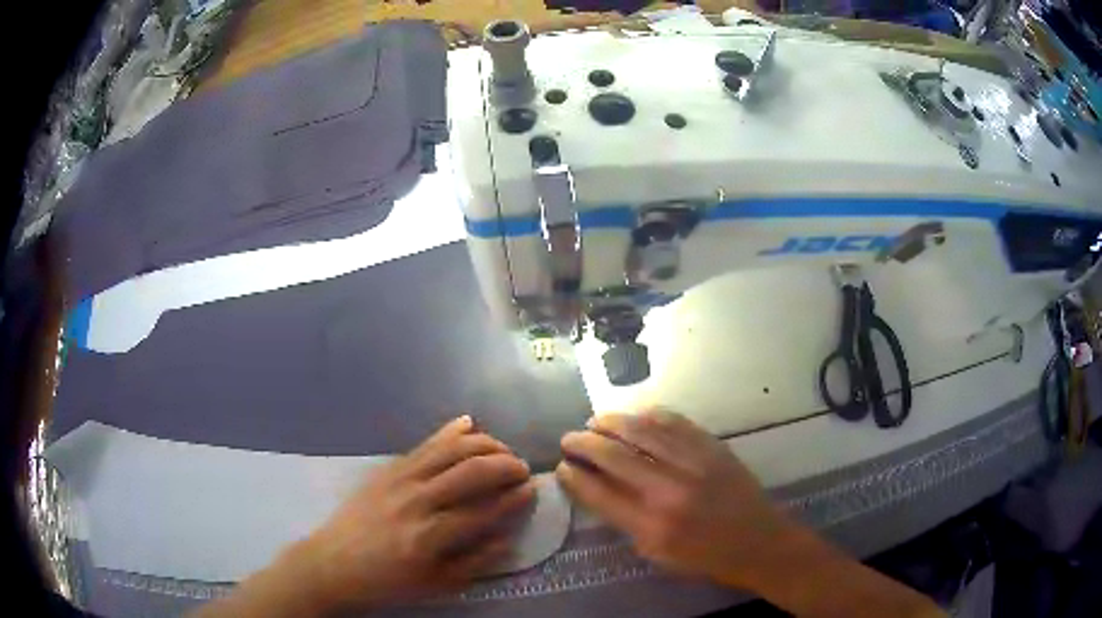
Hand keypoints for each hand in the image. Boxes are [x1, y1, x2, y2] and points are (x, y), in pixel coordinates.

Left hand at [299, 416, 534, 610]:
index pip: (485, 509)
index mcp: (431, 536)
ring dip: (484, 444)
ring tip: (503, 450)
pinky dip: (449, 432)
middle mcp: (417, 501)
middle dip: (506, 465)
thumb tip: (507, 538)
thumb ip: (474, 562)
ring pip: (450, 450)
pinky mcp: (387, 469)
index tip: (532, 490)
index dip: (514, 498)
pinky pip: (423, 444)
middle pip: (472, 471)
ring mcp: (400, 479)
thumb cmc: (387, 582)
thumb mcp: (435, 585)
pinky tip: (468, 423)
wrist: (333, 564)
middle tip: (522, 469)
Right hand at [556, 409, 793, 589]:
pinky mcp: (713, 447)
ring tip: (595, 421)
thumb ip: (626, 522)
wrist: (758, 542)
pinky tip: (636, 416)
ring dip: (612, 422)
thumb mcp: (657, 554)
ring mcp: (693, 464)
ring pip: (642, 431)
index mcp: (651, 526)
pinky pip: (675, 422)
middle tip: (569, 438)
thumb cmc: (705, 558)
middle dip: (584, 443)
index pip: (599, 494)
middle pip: (614, 456)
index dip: (574, 477)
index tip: (561, 467)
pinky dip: (650, 415)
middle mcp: (668, 491)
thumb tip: (598, 489)